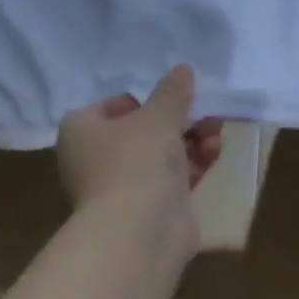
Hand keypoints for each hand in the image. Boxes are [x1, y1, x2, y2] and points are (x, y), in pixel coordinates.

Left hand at [57, 65, 225, 212]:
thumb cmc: (137, 160)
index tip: (169, 99)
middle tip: (205, 112)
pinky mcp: (149, 208)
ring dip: (191, 141)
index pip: (109, 106)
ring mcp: (122, 187)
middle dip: (178, 121)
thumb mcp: (159, 116)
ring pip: (161, 155)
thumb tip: (183, 68)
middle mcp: (95, 159)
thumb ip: (173, 92)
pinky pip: (173, 178)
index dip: (141, 100)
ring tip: (217, 130)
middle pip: (141, 131)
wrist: (140, 230)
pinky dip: (193, 164)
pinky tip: (216, 153)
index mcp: (82, 131)